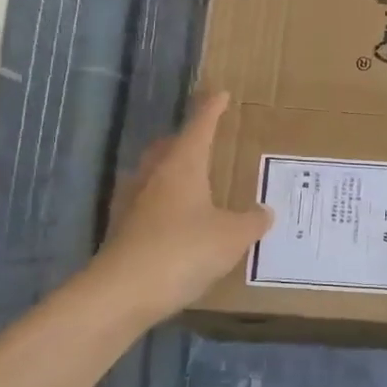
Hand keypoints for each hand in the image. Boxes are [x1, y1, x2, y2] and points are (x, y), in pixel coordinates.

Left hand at [93, 91, 271, 322]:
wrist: (124, 291)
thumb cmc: (184, 250)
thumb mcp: (232, 237)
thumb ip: (252, 222)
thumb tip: (264, 212)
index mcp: (182, 165)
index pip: (199, 127)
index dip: (211, 110)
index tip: (220, 95)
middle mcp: (153, 175)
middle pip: (169, 147)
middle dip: (186, 139)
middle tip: (205, 140)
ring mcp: (132, 202)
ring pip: (154, 174)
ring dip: (171, 171)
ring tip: (192, 181)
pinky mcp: (122, 229)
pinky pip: (147, 204)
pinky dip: (163, 204)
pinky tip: (175, 220)